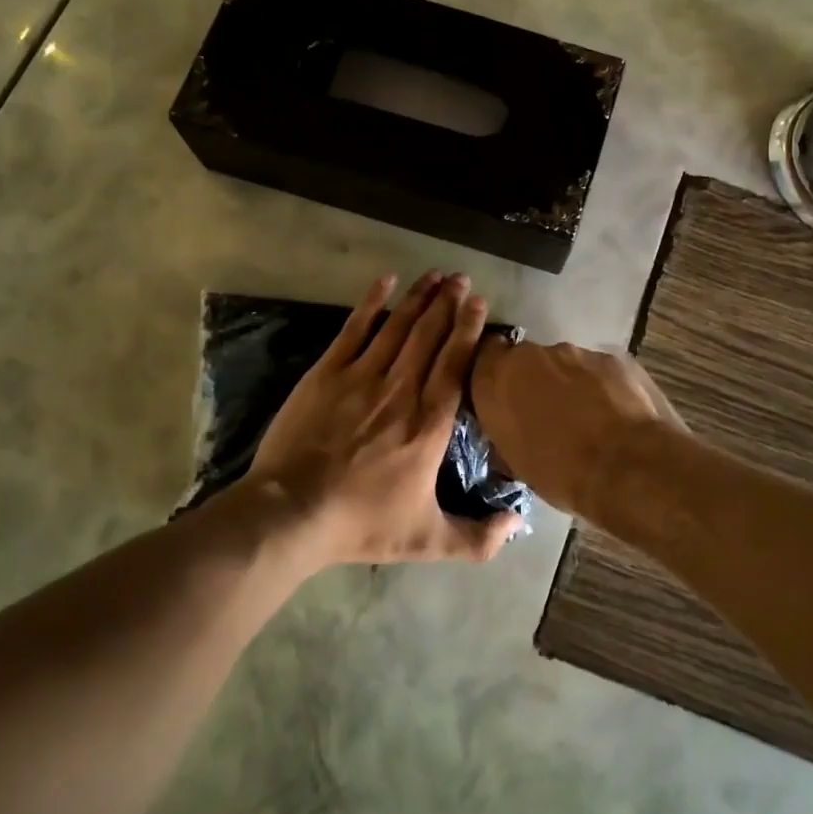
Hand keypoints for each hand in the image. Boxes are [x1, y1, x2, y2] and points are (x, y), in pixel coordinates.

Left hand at [245, 271, 526, 565]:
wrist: (293, 513)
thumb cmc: (362, 523)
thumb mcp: (428, 539)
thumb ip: (478, 538)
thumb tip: (519, 524)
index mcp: (429, 424)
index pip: (455, 364)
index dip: (468, 330)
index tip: (479, 303)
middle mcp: (402, 390)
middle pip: (430, 336)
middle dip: (448, 304)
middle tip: (462, 278)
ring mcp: (362, 377)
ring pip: (398, 327)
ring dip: (419, 298)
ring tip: (437, 275)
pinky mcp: (328, 373)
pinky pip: (355, 329)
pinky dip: (372, 303)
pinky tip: (385, 281)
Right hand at [470, 338, 684, 519]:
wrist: (627, 467)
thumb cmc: (561, 474)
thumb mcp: (515, 462)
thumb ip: (506, 429)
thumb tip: (510, 428)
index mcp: (496, 380)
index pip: (482, 357)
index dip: (494, 373)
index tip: (502, 394)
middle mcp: (530, 356)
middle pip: (525, 360)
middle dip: (533, 380)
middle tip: (546, 413)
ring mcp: (574, 352)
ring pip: (563, 364)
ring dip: (568, 384)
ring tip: (586, 419)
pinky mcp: (611, 358)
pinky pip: (596, 370)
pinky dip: (600, 387)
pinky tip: (613, 414)